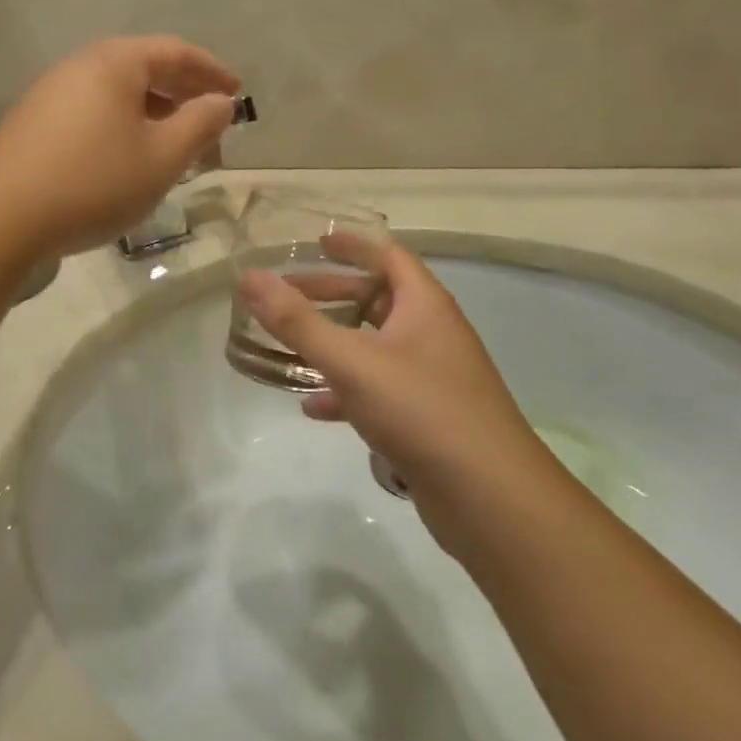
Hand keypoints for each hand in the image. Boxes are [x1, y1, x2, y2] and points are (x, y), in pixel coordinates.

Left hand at [0, 37, 241, 261]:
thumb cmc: (93, 183)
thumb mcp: (161, 158)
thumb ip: (199, 124)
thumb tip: (221, 102)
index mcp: (115, 62)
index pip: (175, 52)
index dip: (212, 71)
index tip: (237, 93)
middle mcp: (80, 66)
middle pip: (144, 68)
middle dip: (183, 93)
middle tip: (210, 122)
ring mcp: (50, 94)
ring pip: (117, 94)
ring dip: (153, 113)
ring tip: (174, 145)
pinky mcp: (33, 124)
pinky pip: (93, 112)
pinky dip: (123, 126)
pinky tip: (128, 160)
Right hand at [240, 234, 552, 549]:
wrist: (490, 497)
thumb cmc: (420, 410)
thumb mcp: (351, 361)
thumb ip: (297, 321)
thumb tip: (250, 278)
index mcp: (424, 306)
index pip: (388, 256)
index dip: (353, 245)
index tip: (315, 242)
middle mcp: (432, 334)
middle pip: (378, 299)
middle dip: (332, 295)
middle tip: (287, 297)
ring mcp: (432, 377)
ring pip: (375, 347)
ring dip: (334, 344)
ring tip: (290, 348)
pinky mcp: (428, 417)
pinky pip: (379, 390)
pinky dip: (346, 391)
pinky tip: (313, 408)